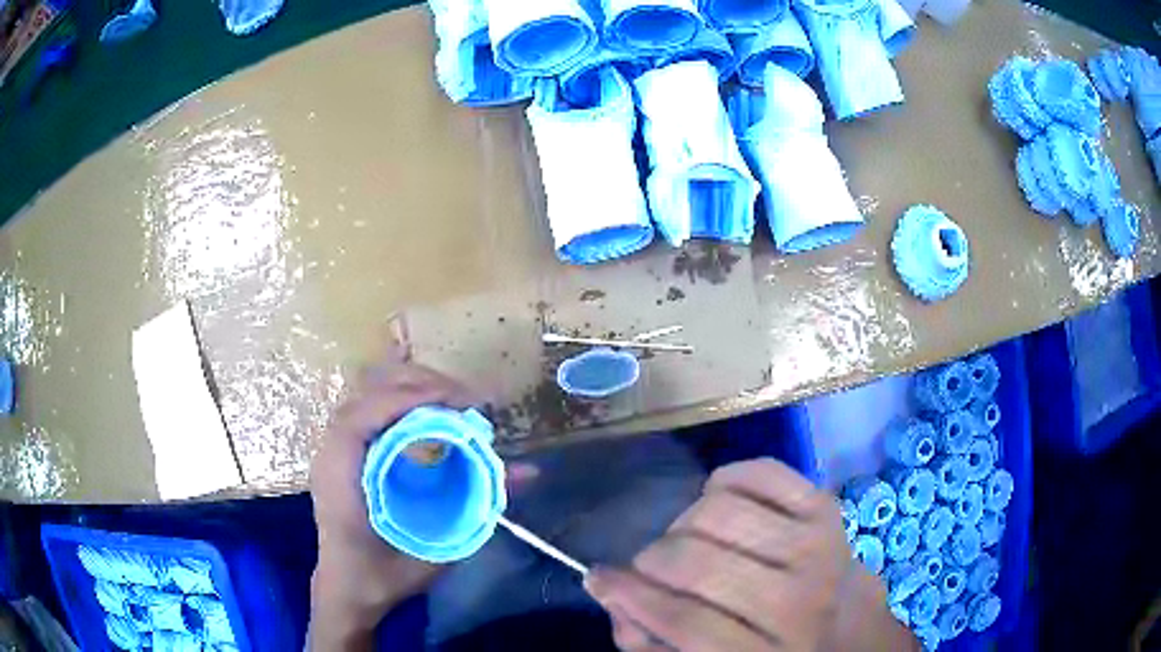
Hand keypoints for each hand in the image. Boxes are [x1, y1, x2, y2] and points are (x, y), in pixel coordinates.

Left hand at [310, 352, 478, 644]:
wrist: (348, 589)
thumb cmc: (384, 576)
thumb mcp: (436, 550)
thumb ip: (481, 509)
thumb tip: (529, 472)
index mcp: (341, 477)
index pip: (366, 415)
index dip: (411, 398)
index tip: (459, 402)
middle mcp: (331, 452)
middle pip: (368, 391)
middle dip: (420, 384)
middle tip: (466, 400)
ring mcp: (333, 447)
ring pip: (368, 392)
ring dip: (411, 385)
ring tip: (452, 399)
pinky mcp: (343, 449)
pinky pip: (370, 405)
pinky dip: (401, 397)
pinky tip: (427, 407)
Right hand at [585, 459, 912, 651]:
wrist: (847, 624)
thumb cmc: (768, 649)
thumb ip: (653, 644)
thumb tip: (615, 596)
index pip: (687, 623)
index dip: (632, 598)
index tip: (599, 580)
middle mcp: (799, 602)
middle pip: (702, 565)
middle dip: (652, 561)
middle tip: (645, 565)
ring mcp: (817, 547)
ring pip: (721, 513)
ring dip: (683, 523)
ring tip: (684, 540)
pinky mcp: (825, 507)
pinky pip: (759, 472)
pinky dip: (723, 480)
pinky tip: (717, 504)